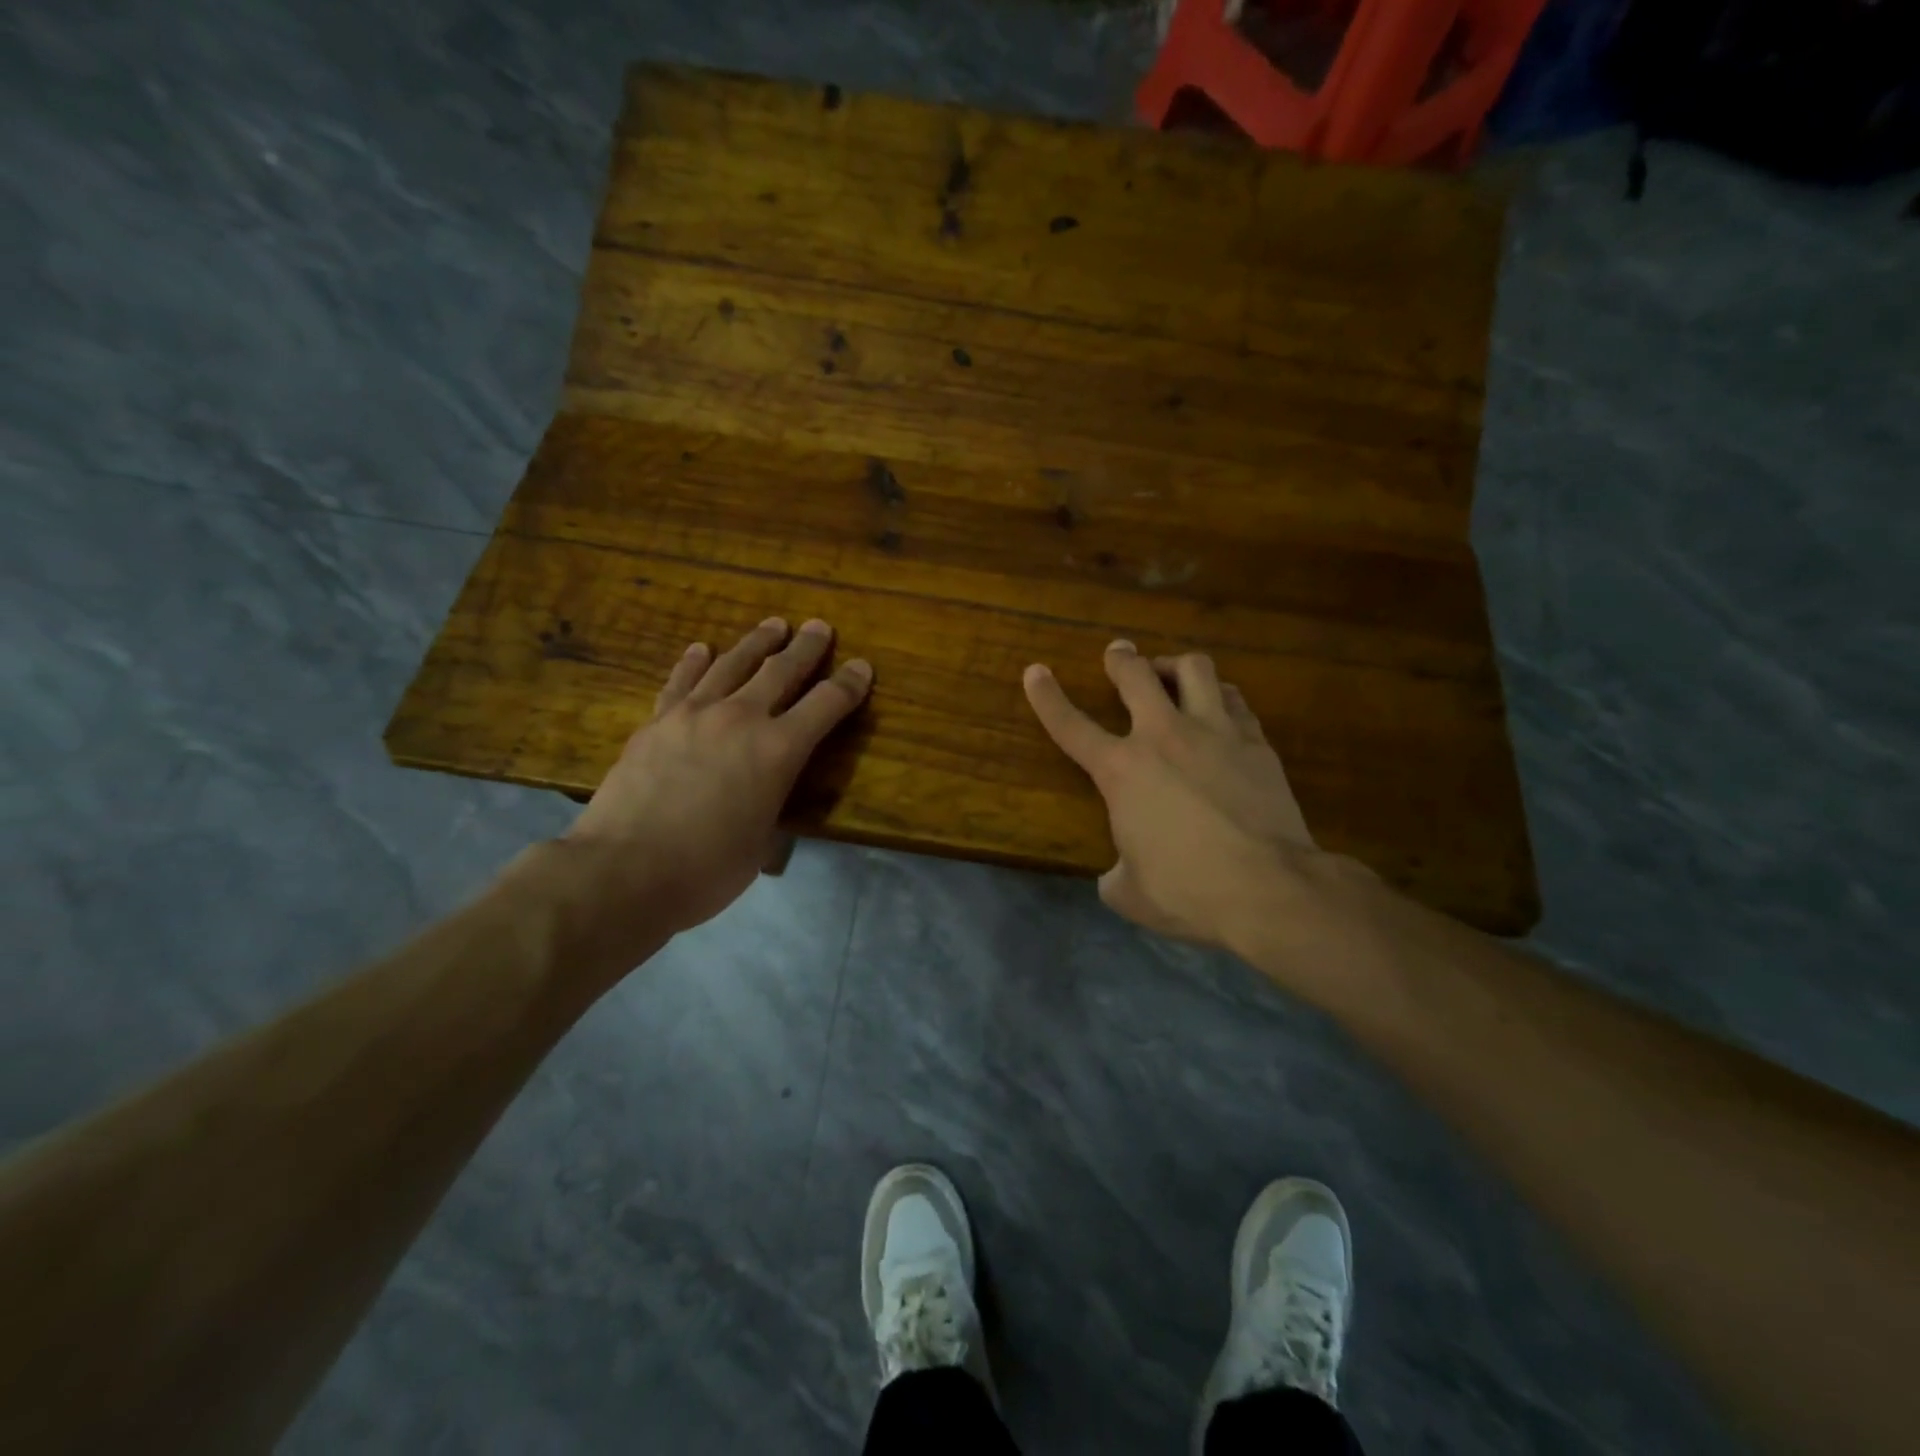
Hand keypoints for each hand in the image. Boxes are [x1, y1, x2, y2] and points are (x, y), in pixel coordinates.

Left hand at [560, 617, 871, 957]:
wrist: (624, 870)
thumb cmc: (707, 869)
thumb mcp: (762, 840)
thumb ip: (770, 802)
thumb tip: (765, 793)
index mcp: (778, 751)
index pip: (826, 705)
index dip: (848, 684)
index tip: (862, 667)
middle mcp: (741, 719)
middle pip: (781, 671)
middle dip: (806, 648)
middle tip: (820, 628)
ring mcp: (694, 714)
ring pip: (733, 665)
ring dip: (757, 643)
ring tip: (773, 625)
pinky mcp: (657, 722)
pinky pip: (681, 681)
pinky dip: (695, 662)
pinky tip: (702, 648)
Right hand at [1023, 640, 1316, 946]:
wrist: (1269, 889)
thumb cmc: (1188, 891)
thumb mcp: (1130, 893)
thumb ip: (1115, 875)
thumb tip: (1117, 875)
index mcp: (1121, 771)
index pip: (1071, 725)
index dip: (1047, 696)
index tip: (1035, 672)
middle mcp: (1164, 736)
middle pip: (1137, 675)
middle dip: (1121, 658)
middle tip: (1119, 653)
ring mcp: (1215, 732)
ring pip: (1195, 668)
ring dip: (1176, 666)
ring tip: (1173, 675)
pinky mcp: (1256, 742)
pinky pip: (1235, 700)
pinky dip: (1219, 697)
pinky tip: (1220, 708)